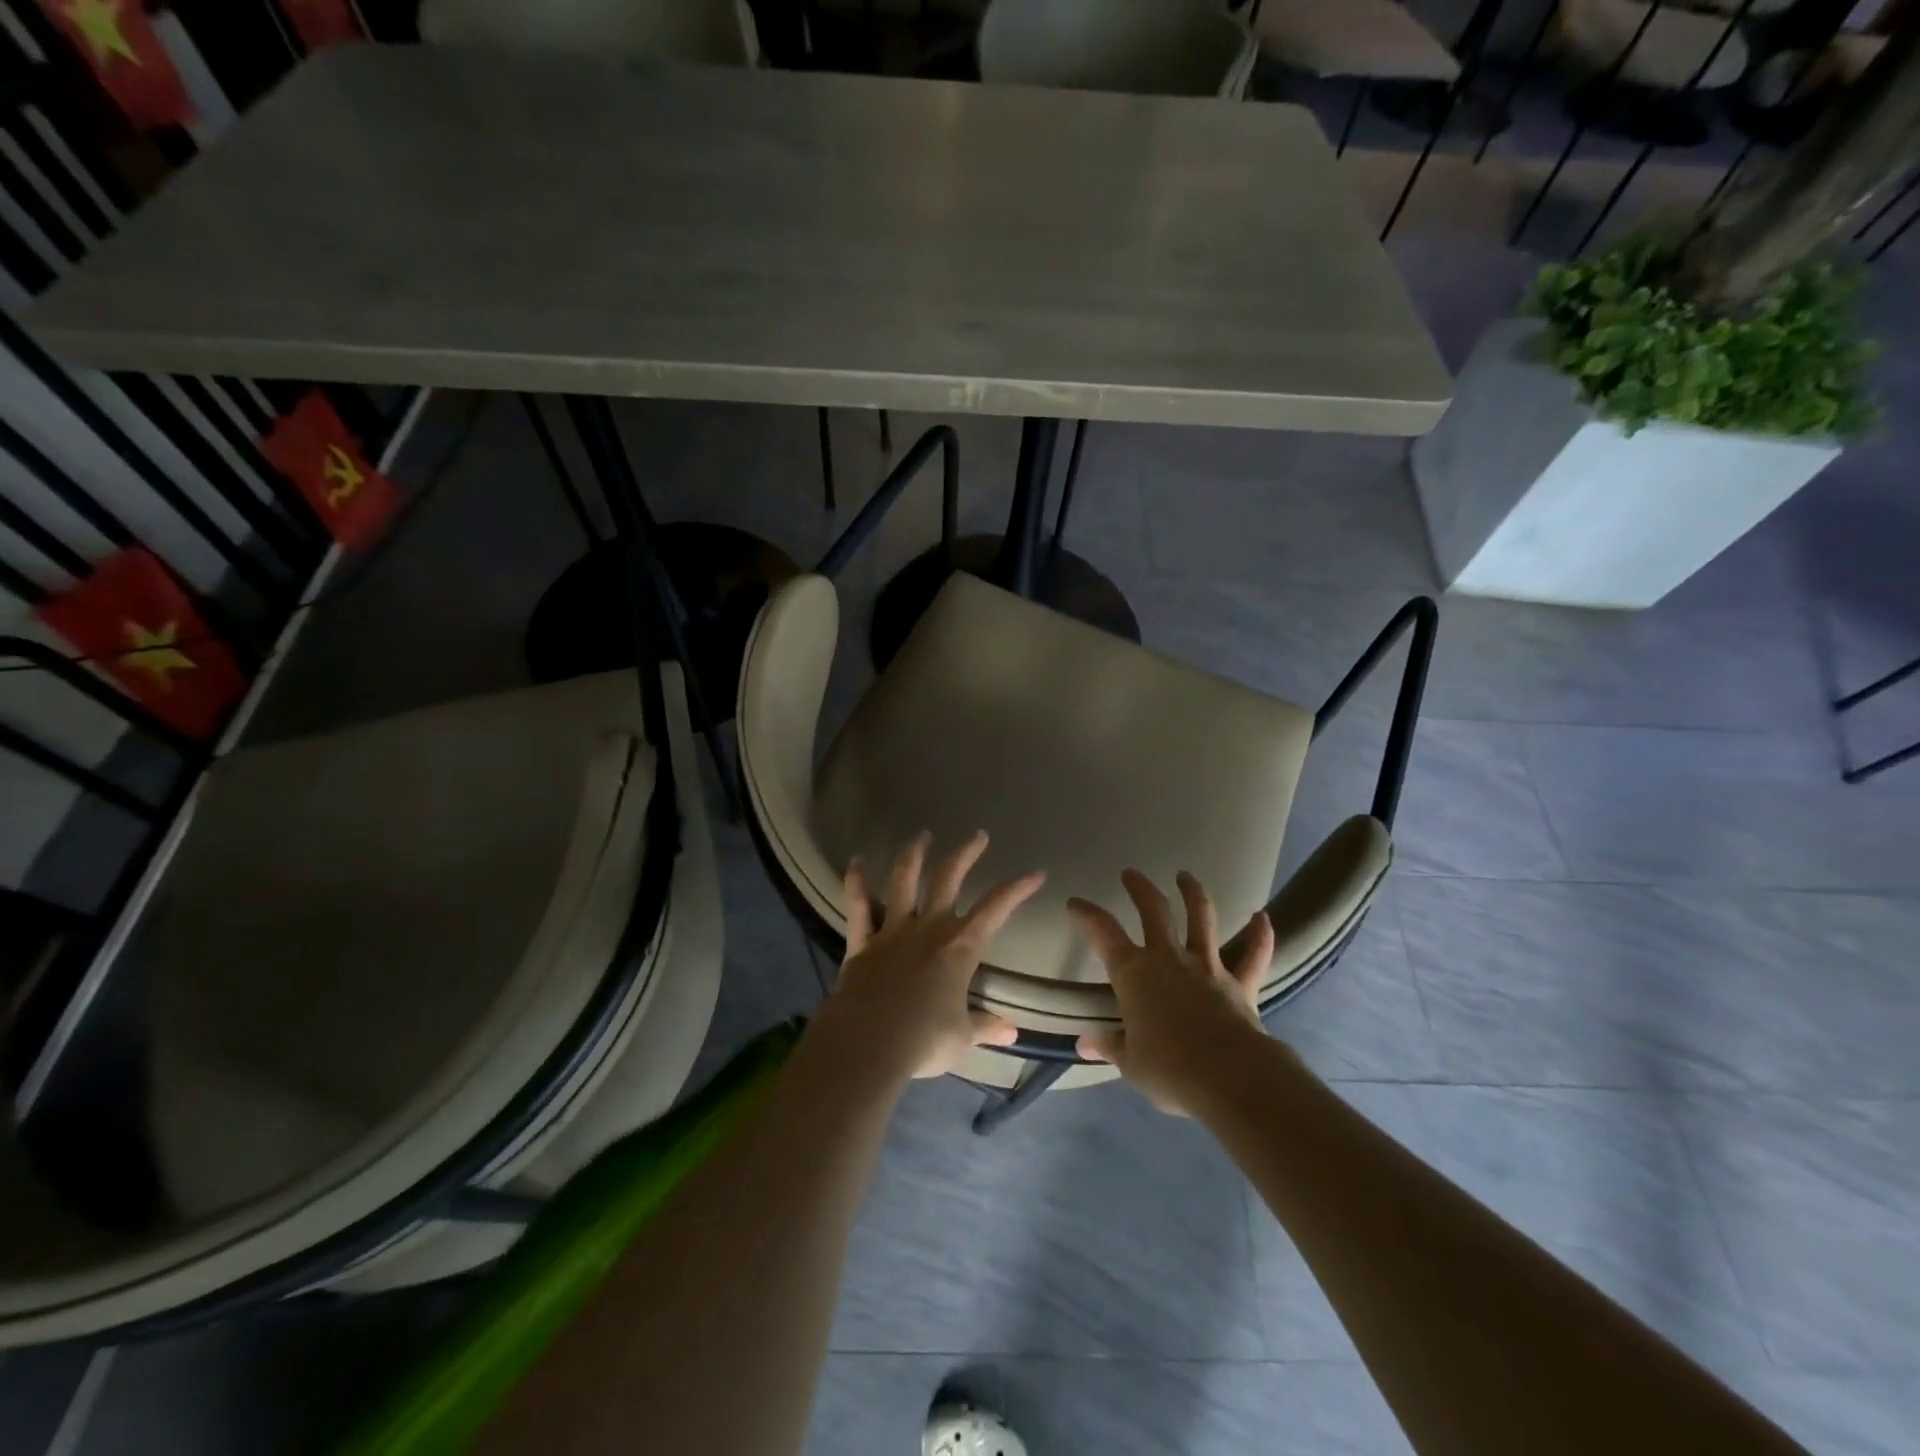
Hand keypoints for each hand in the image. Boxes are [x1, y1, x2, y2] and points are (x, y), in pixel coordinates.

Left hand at [817, 831, 1044, 1080]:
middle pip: (949, 878)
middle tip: (978, 835)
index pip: (996, 909)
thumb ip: (984, 1027)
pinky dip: (855, 881)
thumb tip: (1012, 1032)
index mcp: (960, 947)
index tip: (1036, 873)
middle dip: (965, 853)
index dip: (1017, 889)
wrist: (867, 1042)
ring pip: (903, 879)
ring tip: (921, 835)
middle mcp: (928, 927)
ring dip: (913, 854)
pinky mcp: (862, 940)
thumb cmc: (923, 1040)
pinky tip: (856, 862)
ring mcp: (893, 929)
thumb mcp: (961, 1038)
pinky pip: (858, 905)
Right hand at [1068, 870, 1275, 1115]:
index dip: (1087, 914)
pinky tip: (1263, 918)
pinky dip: (1260, 936)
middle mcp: (1168, 958)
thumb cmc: (1170, 1069)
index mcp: (1134, 974)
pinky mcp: (1240, 983)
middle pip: (1153, 910)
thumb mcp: (1130, 1063)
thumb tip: (1083, 1044)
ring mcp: (1207, 966)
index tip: (1075, 902)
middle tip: (1131, 874)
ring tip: (1186, 876)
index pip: (1103, 933)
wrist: (1230, 1078)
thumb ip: (1109, 1046)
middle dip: (1140, 888)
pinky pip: (1253, 956)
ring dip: (1193, 893)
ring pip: (1201, 919)